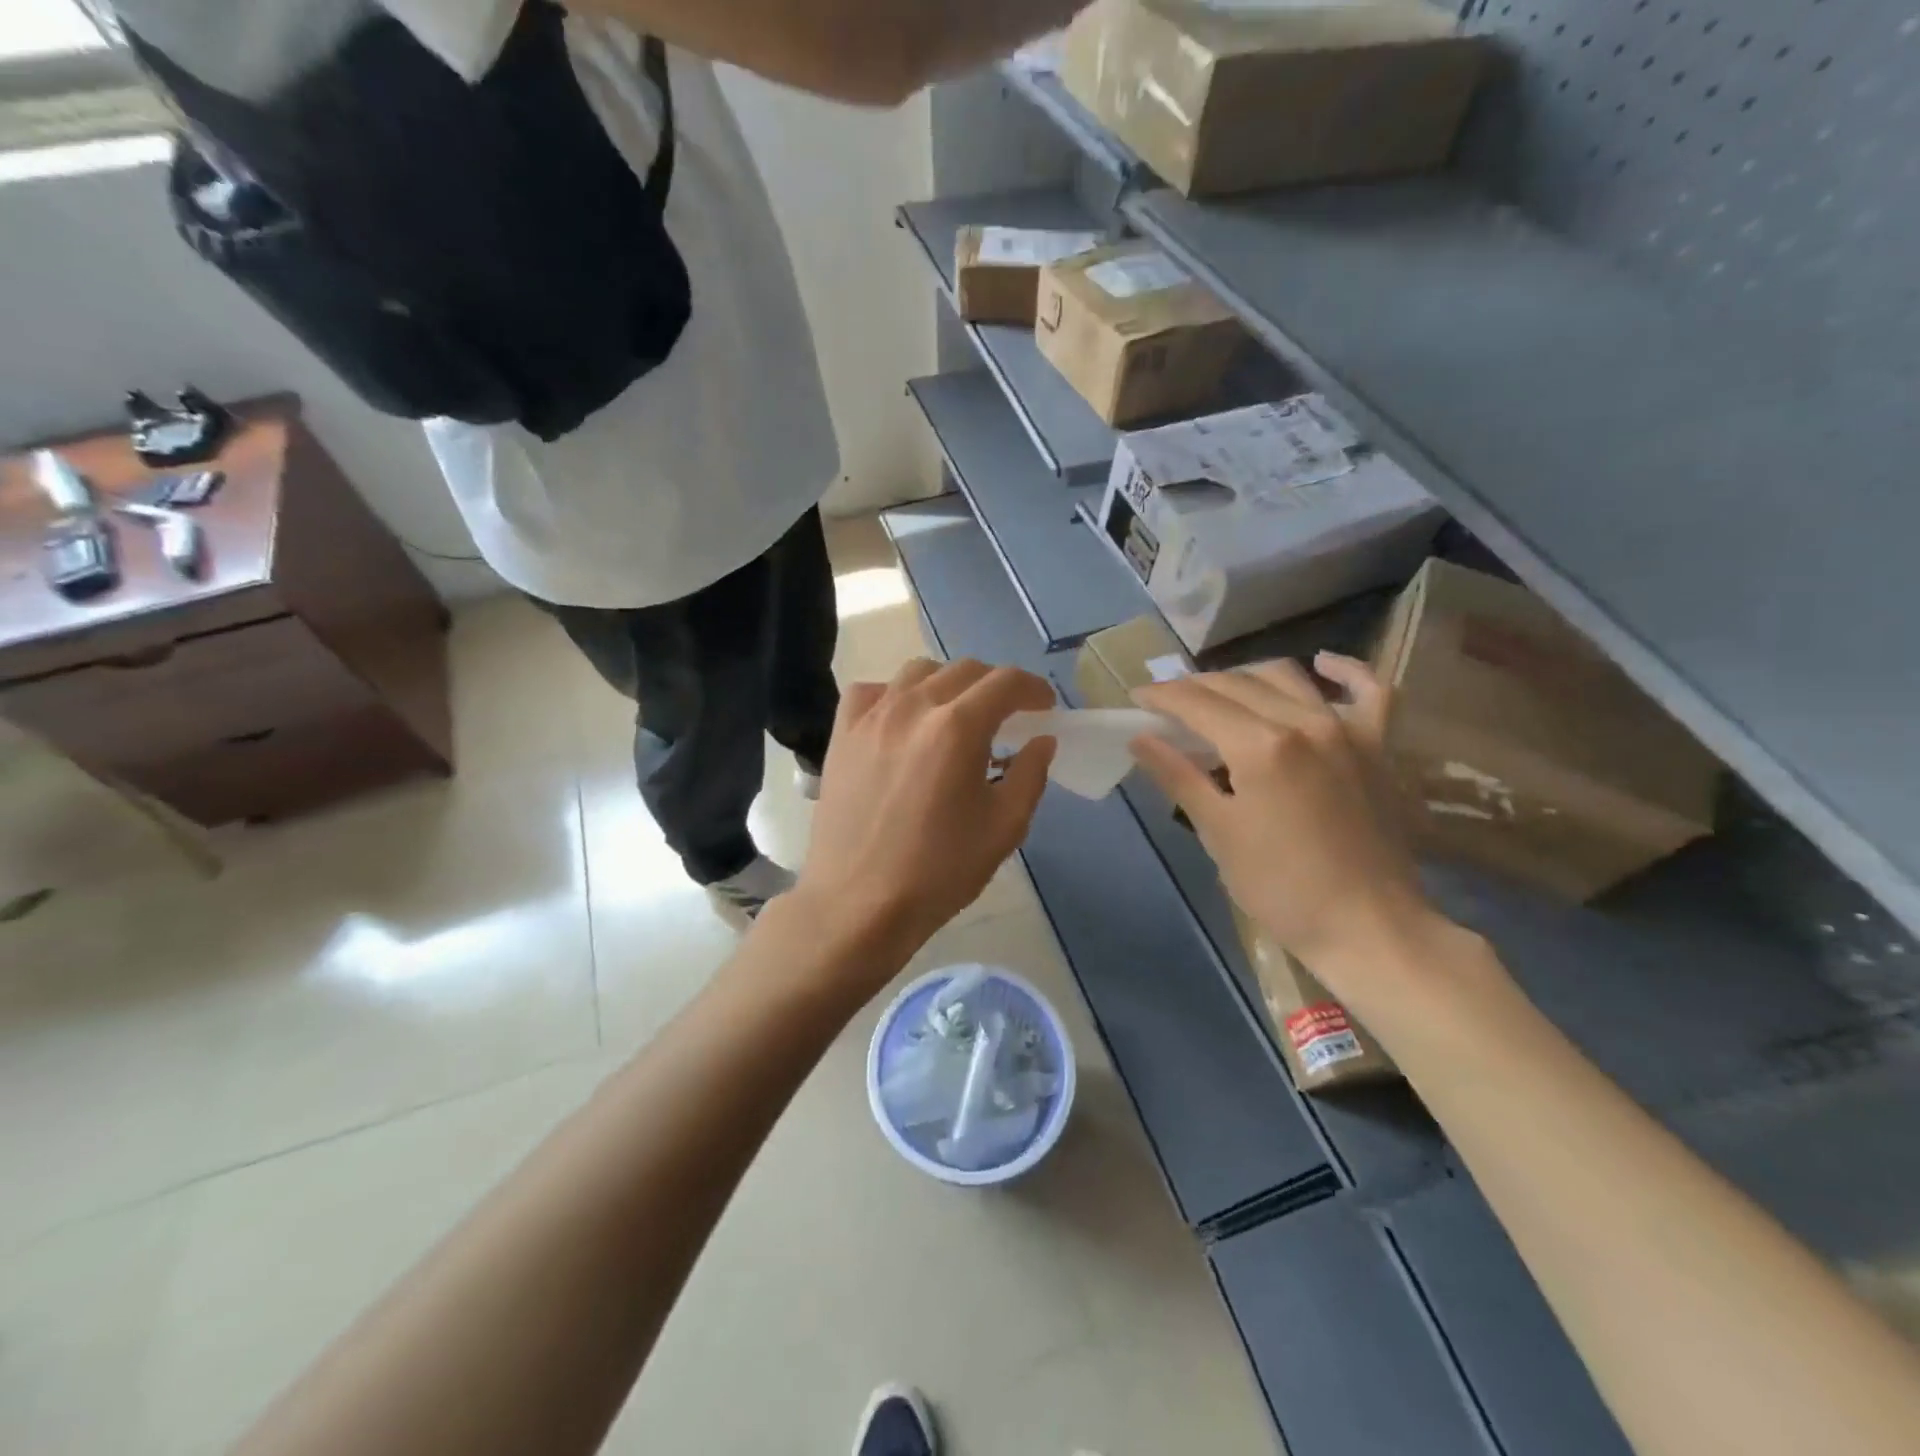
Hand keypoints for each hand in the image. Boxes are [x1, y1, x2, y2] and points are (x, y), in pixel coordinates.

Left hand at [790, 657, 1056, 968]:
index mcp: (958, 728)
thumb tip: (1041, 740)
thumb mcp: (1004, 828)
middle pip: (965, 670)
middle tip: (1008, 717)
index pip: (1006, 682)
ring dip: (948, 684)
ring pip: (918, 672)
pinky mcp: (842, 733)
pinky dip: (896, 695)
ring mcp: (872, 716)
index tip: (1045, 708)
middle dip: (996, 687)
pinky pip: (872, 691)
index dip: (1034, 689)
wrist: (859, 903)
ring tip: (956, 716)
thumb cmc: (939, 871)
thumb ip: (1030, 774)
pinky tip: (903, 721)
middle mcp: (913, 707)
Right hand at [1131, 653, 1435, 978]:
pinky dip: (1345, 671)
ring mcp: (1347, 729)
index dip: (1162, 695)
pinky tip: (1323, 663)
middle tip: (1169, 703)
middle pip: (1236, 684)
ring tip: (1222, 694)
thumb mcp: (1218, 832)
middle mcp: (1303, 721)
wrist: (1368, 927)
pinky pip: (1370, 691)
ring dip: (1246, 676)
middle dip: (1195, 687)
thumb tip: (1139, 738)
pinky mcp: (1378, 745)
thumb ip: (1178, 776)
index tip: (1137, 696)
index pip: (1197, 702)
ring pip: (1288, 677)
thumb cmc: (1280, 888)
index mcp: (1259, 745)